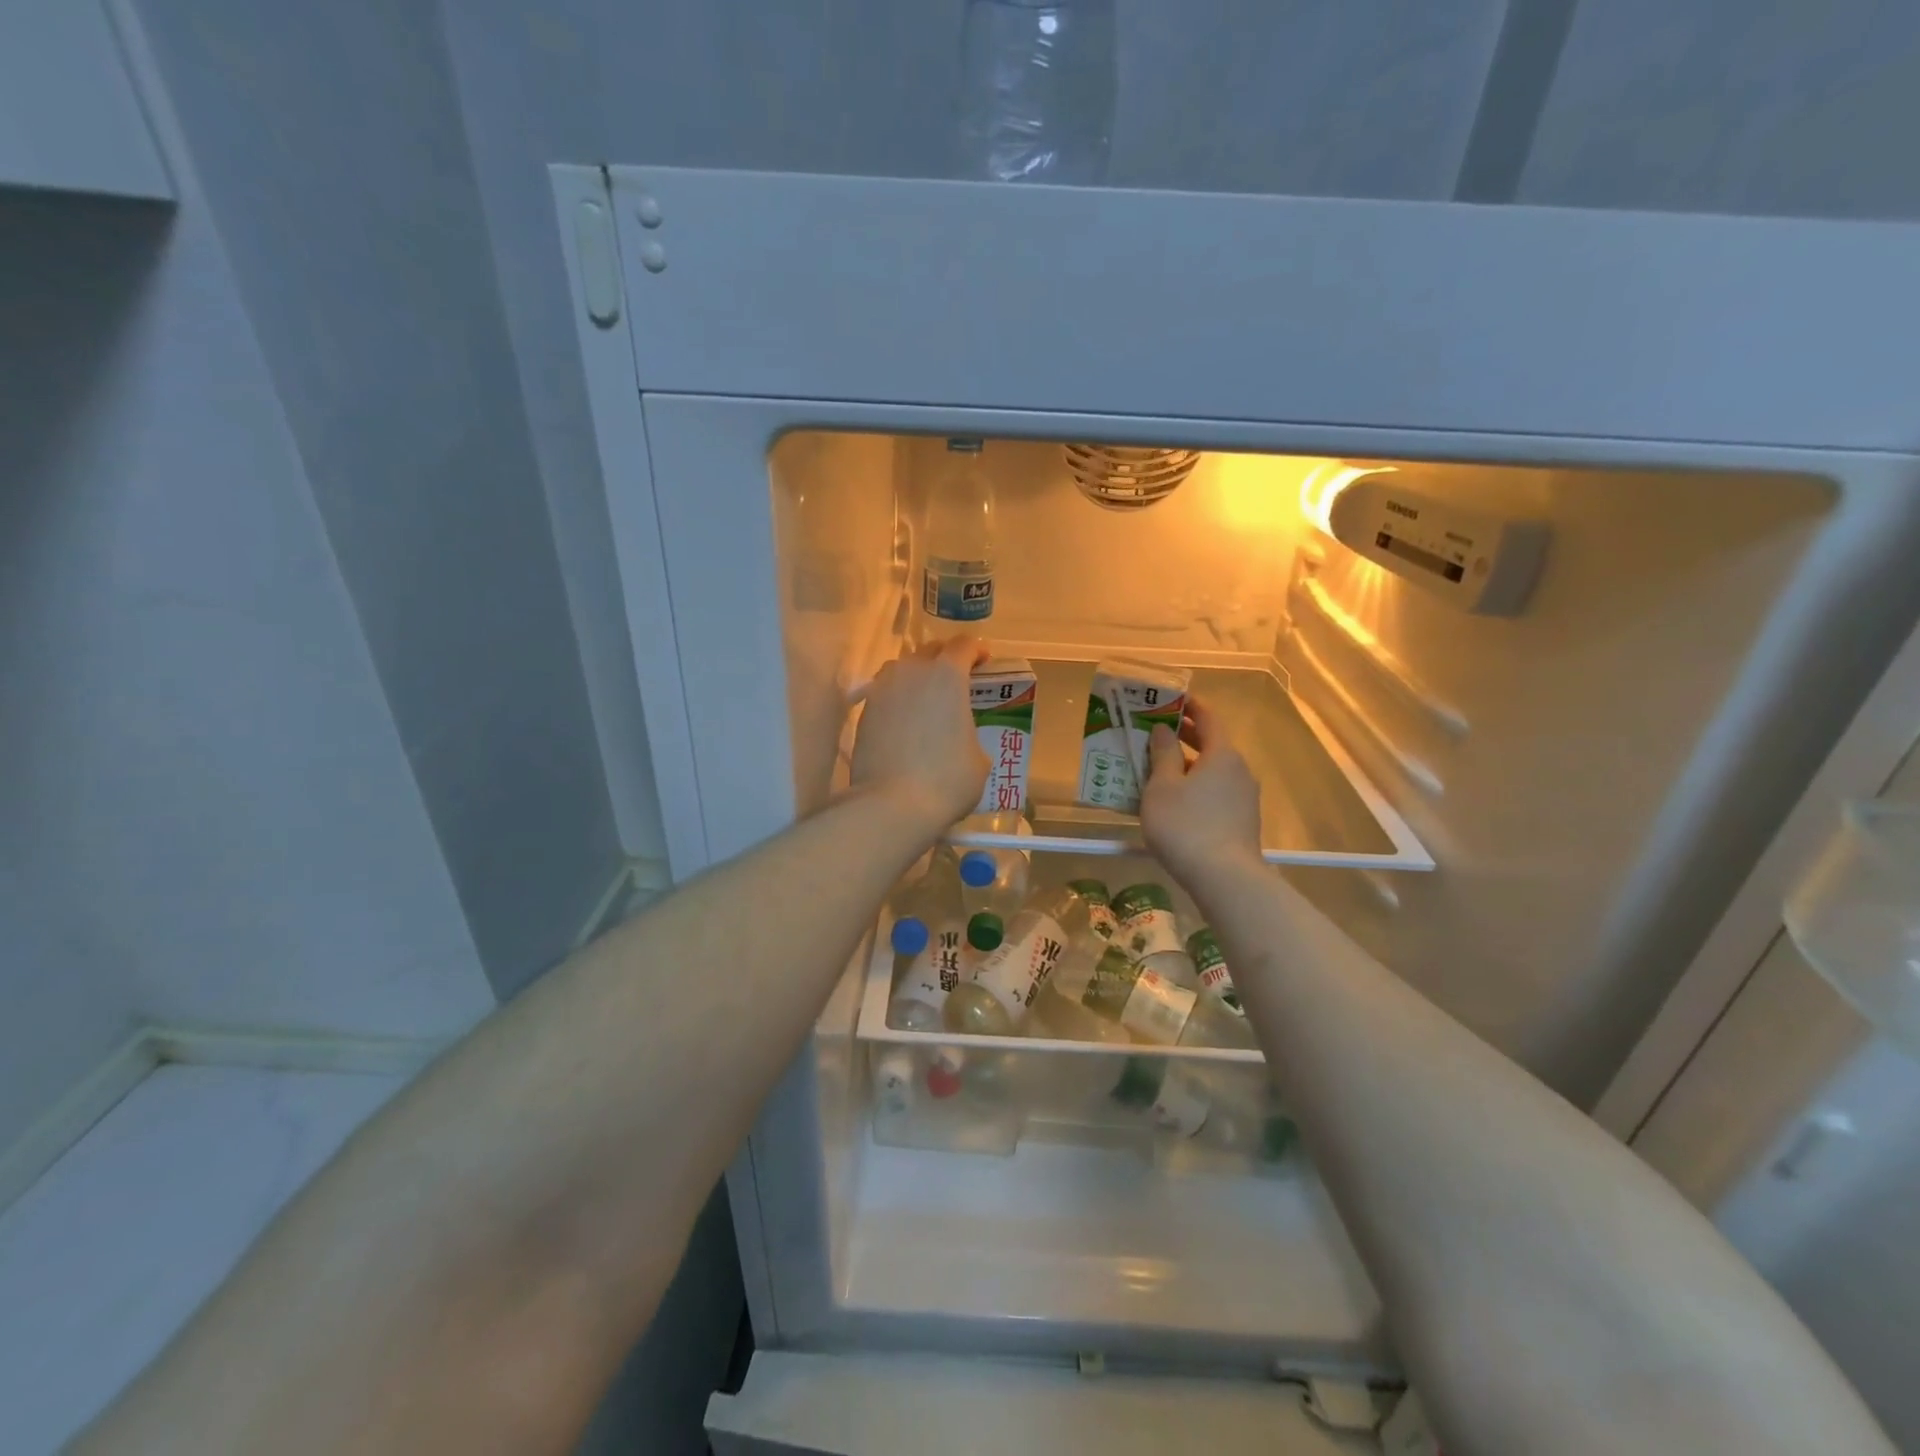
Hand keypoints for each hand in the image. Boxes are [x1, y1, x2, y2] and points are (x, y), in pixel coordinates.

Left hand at [850, 637, 989, 835]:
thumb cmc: (947, 779)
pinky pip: (885, 692)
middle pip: (930, 650)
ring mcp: (883, 689)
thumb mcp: (979, 759)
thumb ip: (970, 733)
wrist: (892, 804)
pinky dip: (897, 699)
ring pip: (902, 668)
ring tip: (926, 698)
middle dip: (945, 659)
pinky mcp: (864, 711)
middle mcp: (913, 671)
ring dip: (917, 675)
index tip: (983, 663)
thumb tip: (960, 739)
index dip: (976, 651)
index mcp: (948, 674)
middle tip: (956, 681)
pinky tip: (904, 720)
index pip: (964, 645)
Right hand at [1139, 697, 1263, 884]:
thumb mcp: (1162, 787)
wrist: (1224, 878)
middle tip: (1153, 733)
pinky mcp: (1242, 820)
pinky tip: (1175, 801)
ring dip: (1188, 766)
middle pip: (1212, 744)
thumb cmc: (1186, 825)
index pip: (1208, 718)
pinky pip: (1216, 792)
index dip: (1189, 706)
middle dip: (1184, 737)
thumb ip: (1163, 754)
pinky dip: (1196, 787)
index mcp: (1222, 754)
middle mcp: (1239, 770)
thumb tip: (1162, 730)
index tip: (1169, 701)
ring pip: (1213, 771)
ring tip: (1157, 770)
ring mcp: (1245, 796)